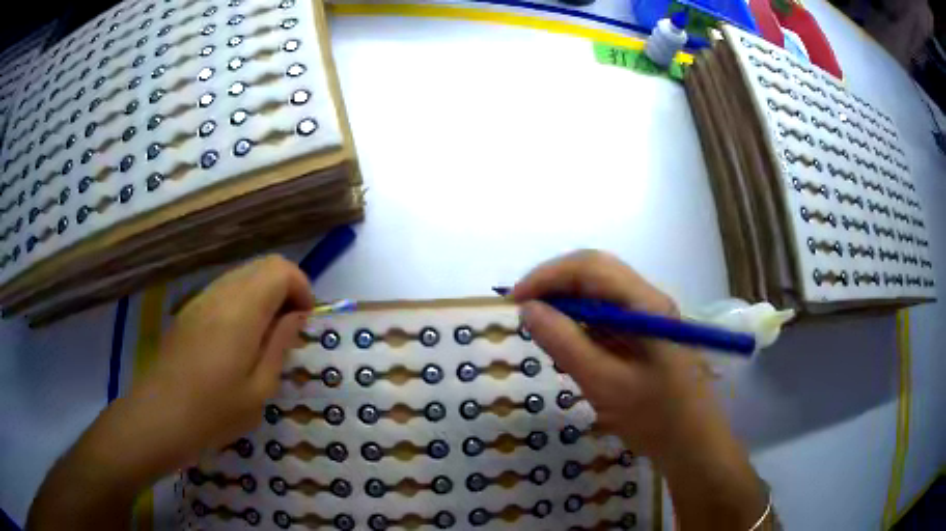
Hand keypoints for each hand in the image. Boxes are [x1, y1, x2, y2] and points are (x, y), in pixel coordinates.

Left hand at [134, 255, 314, 461]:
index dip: (302, 289)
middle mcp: (222, 293)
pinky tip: (237, 342)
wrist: (160, 416)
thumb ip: (280, 345)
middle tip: (288, 330)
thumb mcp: (260, 389)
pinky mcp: (189, 310)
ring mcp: (202, 299)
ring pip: (243, 276)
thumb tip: (296, 316)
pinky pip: (224, 290)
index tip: (303, 323)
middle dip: (285, 290)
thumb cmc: (214, 412)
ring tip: (264, 338)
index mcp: (243, 309)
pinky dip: (242, 303)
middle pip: (263, 266)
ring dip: (263, 296)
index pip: (281, 270)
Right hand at [513, 250, 766, 529]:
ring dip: (566, 302)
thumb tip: (528, 309)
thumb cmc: (655, 417)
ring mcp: (647, 314)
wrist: (692, 443)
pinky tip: (567, 343)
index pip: (590, 267)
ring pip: (598, 291)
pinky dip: (579, 322)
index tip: (515, 301)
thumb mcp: (605, 384)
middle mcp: (648, 299)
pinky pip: (605, 314)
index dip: (547, 276)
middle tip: (524, 311)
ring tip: (541, 327)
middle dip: (554, 284)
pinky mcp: (643, 331)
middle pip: (594, 271)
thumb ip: (565, 343)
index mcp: (646, 304)